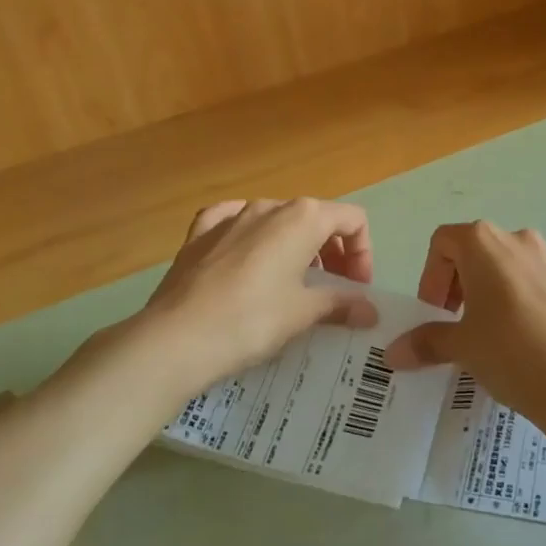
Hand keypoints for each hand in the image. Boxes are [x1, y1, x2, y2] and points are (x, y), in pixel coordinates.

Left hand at [134, 198, 378, 394]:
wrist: (175, 339)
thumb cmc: (251, 320)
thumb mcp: (303, 313)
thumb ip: (340, 304)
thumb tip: (370, 310)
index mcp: (302, 217)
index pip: (352, 219)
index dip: (363, 253)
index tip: (357, 290)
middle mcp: (269, 206)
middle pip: (316, 218)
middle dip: (333, 252)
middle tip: (333, 291)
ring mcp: (231, 216)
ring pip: (276, 221)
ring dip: (295, 247)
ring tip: (292, 285)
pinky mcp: (199, 234)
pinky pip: (233, 222)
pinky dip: (249, 236)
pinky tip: (245, 255)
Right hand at [385, 222, 545, 428]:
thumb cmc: (509, 354)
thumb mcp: (461, 348)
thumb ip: (425, 342)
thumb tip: (394, 352)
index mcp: (486, 245)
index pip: (445, 241)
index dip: (433, 275)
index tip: (437, 312)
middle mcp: (524, 240)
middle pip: (485, 252)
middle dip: (469, 284)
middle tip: (466, 325)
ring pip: (524, 269)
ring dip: (508, 293)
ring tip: (508, 337)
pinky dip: (545, 307)